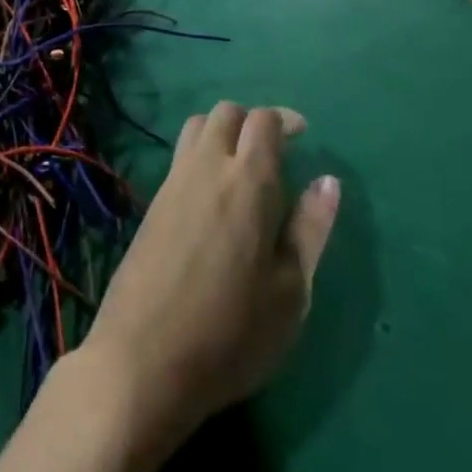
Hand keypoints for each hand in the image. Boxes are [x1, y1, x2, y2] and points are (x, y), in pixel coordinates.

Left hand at [78, 104, 339, 463]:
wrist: (144, 357)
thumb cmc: (231, 333)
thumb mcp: (290, 293)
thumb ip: (310, 230)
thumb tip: (328, 181)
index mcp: (248, 181)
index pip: (264, 121)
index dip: (285, 120)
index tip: (302, 134)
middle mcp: (207, 166)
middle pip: (227, 113)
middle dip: (253, 120)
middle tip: (275, 151)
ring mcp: (174, 180)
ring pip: (198, 126)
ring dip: (223, 131)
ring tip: (243, 166)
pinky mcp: (153, 201)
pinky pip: (180, 154)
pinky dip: (201, 153)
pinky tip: (213, 194)